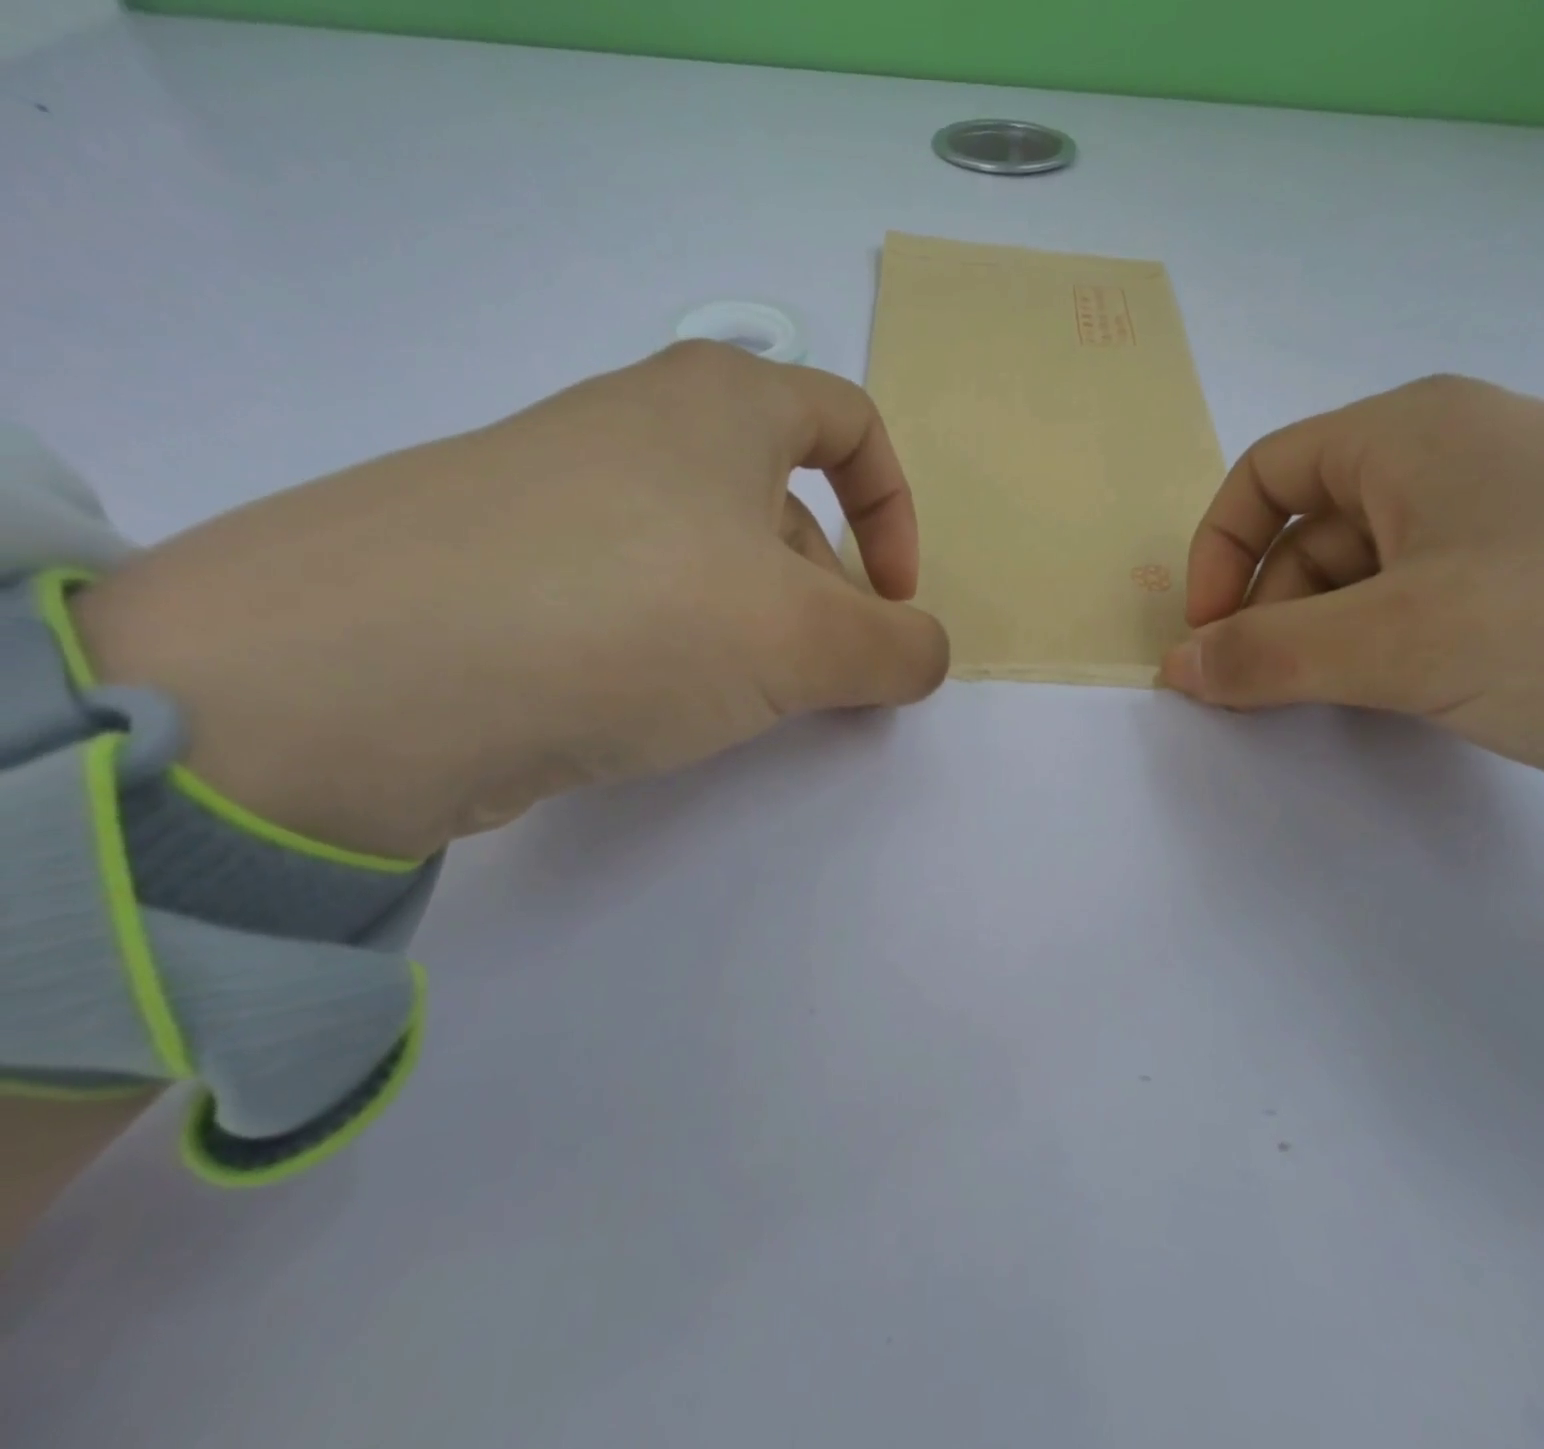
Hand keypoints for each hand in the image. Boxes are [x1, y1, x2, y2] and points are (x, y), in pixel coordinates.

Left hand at [74, 342, 949, 858]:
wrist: (370, 679)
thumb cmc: (636, 616)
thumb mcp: (805, 640)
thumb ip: (898, 649)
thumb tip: (925, 656)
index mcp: (721, 401)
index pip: (851, 424)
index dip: (895, 513)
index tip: (892, 601)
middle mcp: (640, 427)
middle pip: (781, 504)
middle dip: (825, 593)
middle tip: (823, 678)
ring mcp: (565, 494)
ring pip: (708, 556)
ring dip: (752, 626)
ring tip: (740, 700)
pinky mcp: (510, 566)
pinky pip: (636, 594)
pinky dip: (675, 644)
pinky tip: (654, 703)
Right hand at [1162, 375, 1543, 847]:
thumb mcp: (1398, 640)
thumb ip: (1265, 656)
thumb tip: (1175, 669)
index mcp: (1414, 435)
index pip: (1266, 473)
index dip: (1219, 552)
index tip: (1211, 637)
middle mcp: (1457, 467)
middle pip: (1310, 535)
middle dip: (1273, 615)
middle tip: (1266, 696)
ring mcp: (1506, 533)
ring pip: (1366, 585)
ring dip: (1329, 647)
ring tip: (1343, 708)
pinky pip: (1423, 619)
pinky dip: (1387, 663)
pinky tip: (1403, 707)